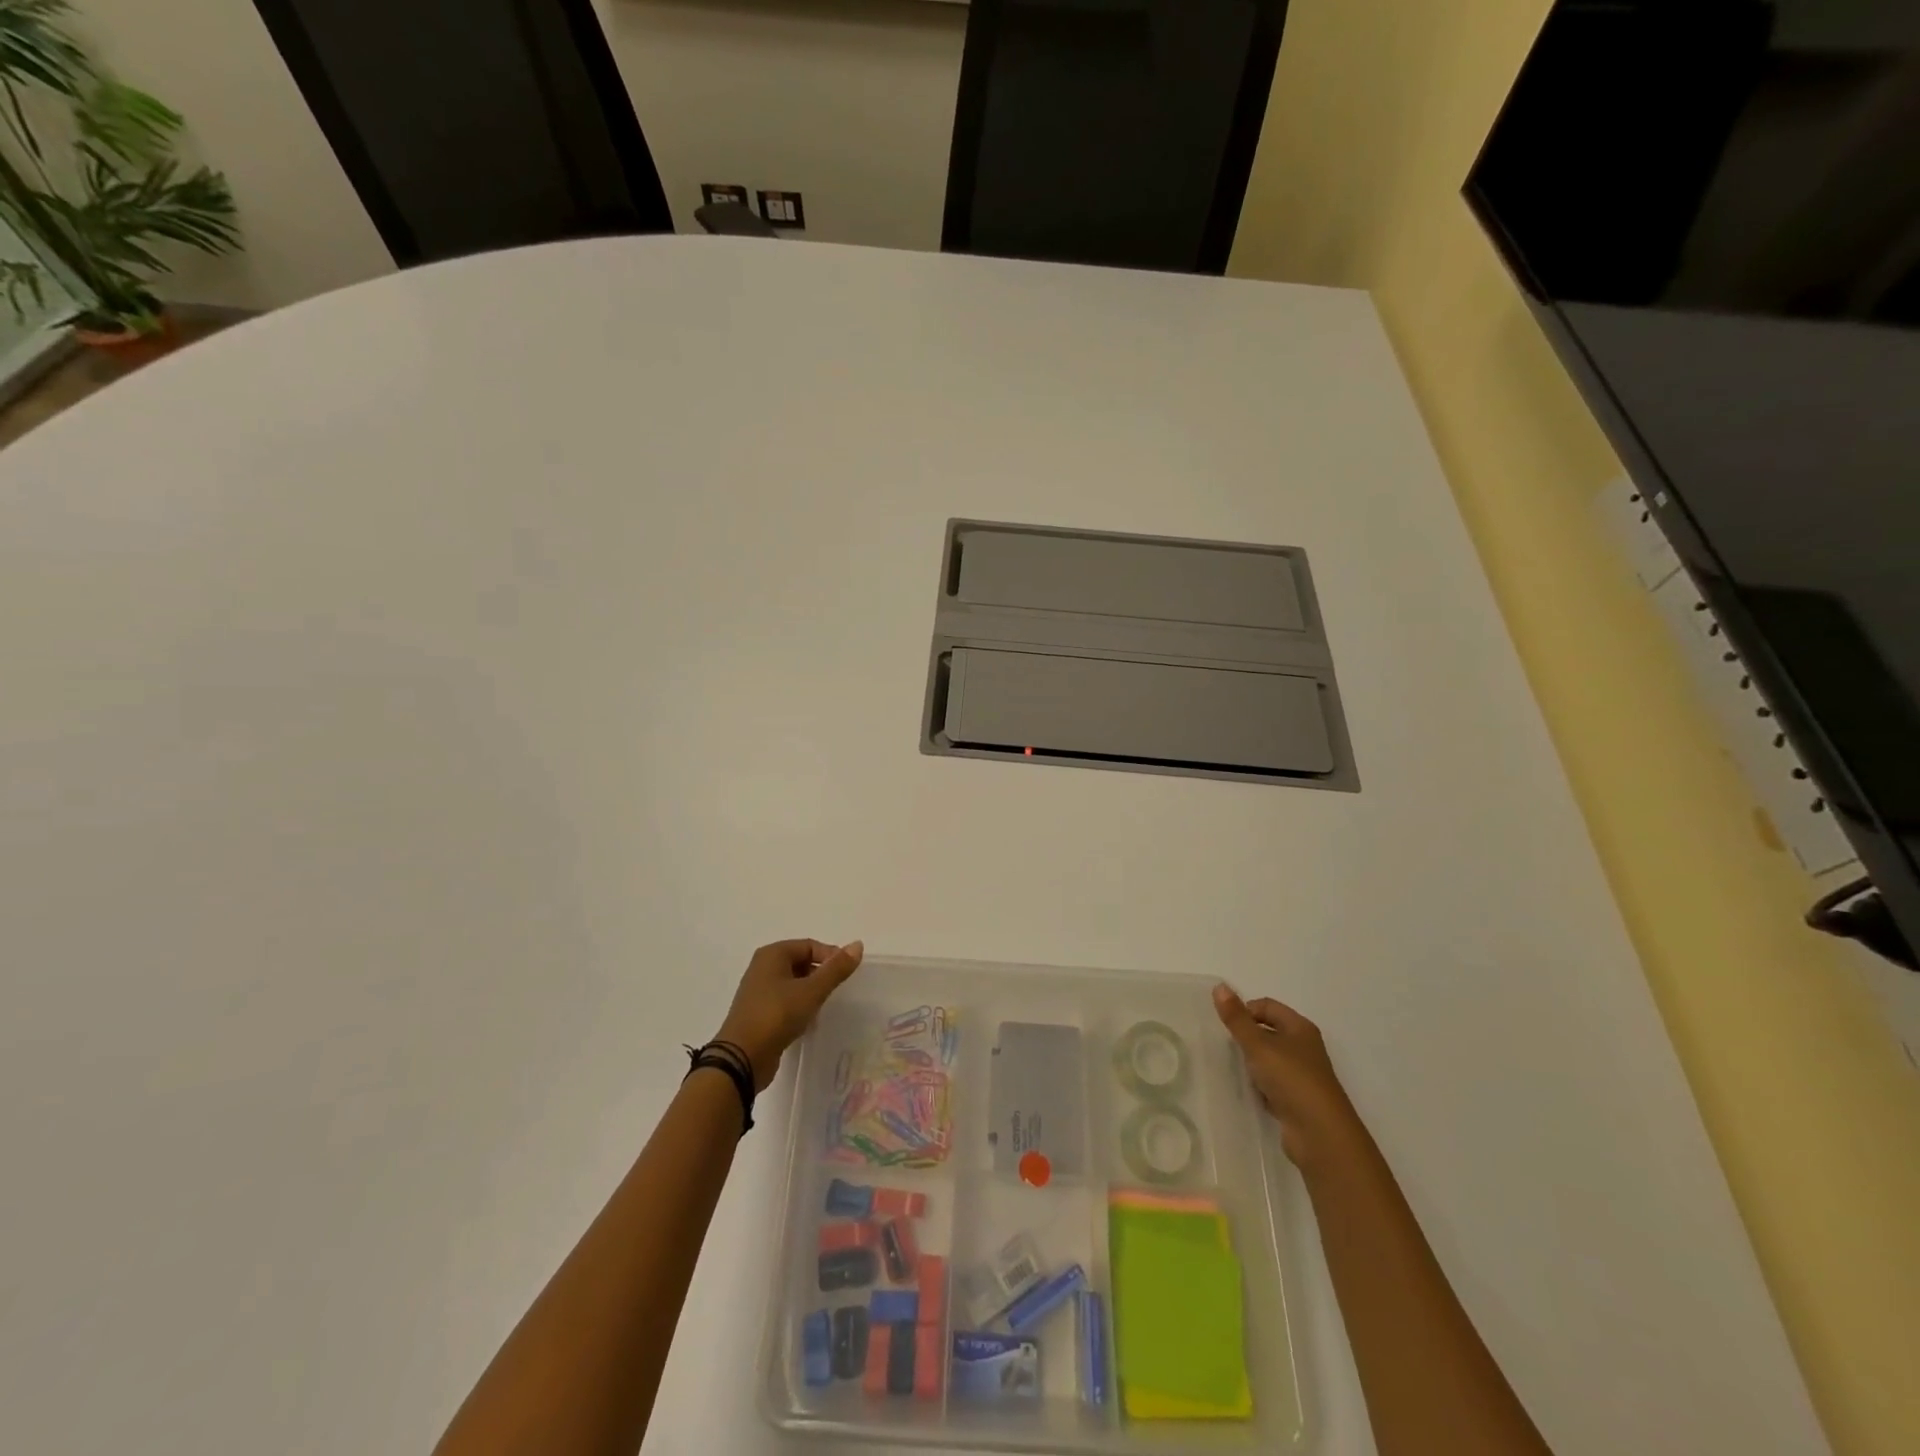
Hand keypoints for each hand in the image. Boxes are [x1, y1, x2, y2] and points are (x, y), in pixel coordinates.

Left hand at [715, 939, 864, 1090]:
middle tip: (837, 991)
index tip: (846, 975)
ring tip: (824, 1007)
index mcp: (772, 954)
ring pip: (794, 983)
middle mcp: (763, 968)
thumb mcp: (811, 991)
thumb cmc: (776, 1016)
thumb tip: (857, 945)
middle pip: (801, 962)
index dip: (831, 956)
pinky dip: (799, 1006)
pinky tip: (808, 1021)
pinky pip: (786, 1001)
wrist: (741, 1059)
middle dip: (821, 975)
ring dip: (811, 992)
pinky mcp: (759, 1013)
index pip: (810, 945)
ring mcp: (759, 991)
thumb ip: (836, 969)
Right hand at [1213, 983, 1362, 1166]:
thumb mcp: (1258, 1045)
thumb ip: (1237, 1018)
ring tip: (1236, 1070)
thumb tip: (1219, 986)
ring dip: (1252, 1063)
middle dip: (1247, 1038)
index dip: (1245, 1011)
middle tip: (1228, 1048)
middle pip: (1268, 1032)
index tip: (1227, 1027)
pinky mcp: (1298, 1099)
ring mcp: (1302, 1075)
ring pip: (1269, 1059)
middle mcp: (1304, 1047)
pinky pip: (1272, 1084)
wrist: (1320, 1134)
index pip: (1267, 1006)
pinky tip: (1250, 1093)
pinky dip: (1260, 1086)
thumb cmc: (1291, 1079)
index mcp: (1300, 1028)